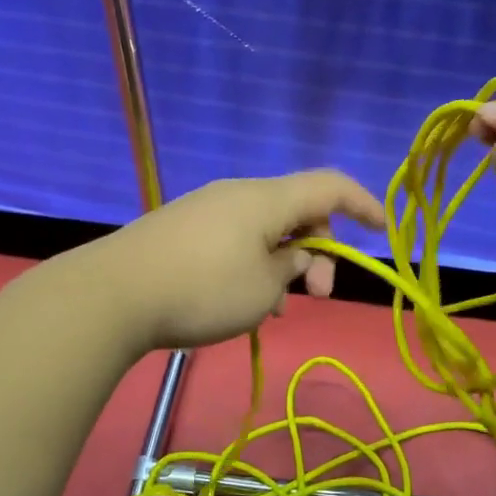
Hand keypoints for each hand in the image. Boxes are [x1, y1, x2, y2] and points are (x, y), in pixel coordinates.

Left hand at [87, 172, 385, 350]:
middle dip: (319, 251)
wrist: (113, 294)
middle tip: (317, 295)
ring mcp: (206, 209)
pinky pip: (235, 239)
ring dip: (284, 263)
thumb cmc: (203, 289)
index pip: (330, 186)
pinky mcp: (182, 229)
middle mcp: (238, 193)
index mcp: (267, 198)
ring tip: (275, 309)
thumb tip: (293, 255)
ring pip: (265, 229)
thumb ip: (292, 267)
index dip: (363, 204)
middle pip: (298, 210)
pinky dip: (253, 264)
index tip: (382, 230)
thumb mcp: (263, 288)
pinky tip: (240, 302)